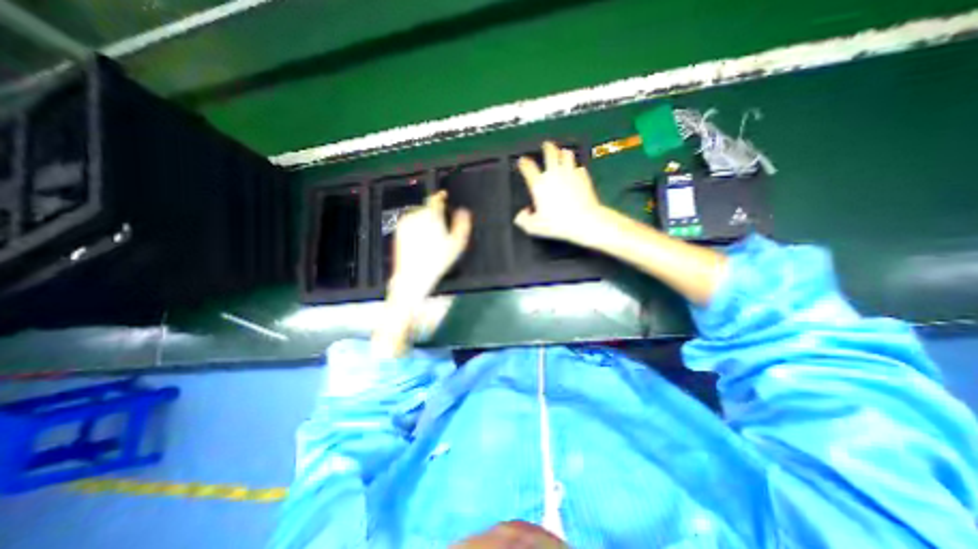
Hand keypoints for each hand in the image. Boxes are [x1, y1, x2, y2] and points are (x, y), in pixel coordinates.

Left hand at [388, 191, 472, 303]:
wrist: (414, 275)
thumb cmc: (436, 261)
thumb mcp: (456, 244)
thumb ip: (462, 225)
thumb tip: (464, 212)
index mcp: (432, 217)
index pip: (436, 199)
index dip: (441, 196)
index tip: (443, 195)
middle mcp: (417, 216)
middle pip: (428, 208)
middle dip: (434, 215)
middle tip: (440, 230)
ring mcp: (406, 223)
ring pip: (419, 215)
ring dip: (425, 220)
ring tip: (430, 238)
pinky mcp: (399, 229)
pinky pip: (410, 222)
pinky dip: (416, 226)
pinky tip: (420, 240)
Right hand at [514, 141, 608, 243]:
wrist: (584, 220)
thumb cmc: (558, 223)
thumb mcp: (534, 226)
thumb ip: (524, 220)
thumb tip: (522, 215)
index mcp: (540, 184)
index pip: (528, 167)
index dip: (523, 163)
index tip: (522, 161)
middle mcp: (554, 174)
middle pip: (550, 153)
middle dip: (547, 147)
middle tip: (546, 145)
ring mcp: (570, 173)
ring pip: (567, 155)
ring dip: (564, 153)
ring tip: (563, 153)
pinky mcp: (584, 177)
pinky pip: (579, 168)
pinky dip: (576, 168)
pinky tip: (576, 171)